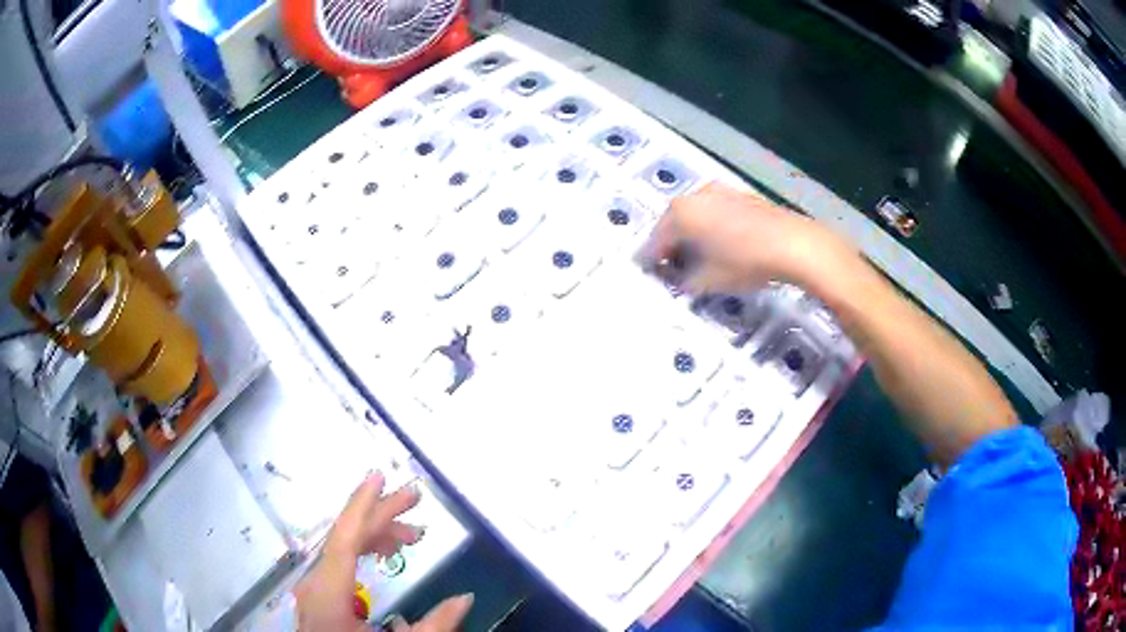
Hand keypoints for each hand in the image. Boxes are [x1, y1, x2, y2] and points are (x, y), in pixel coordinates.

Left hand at [298, 474, 476, 630]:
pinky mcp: (320, 595)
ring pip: (343, 548)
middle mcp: (317, 583)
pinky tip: (385, 554)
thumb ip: (434, 625)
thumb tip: (466, 597)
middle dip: (381, 515)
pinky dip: (364, 551)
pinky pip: (340, 562)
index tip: (380, 476)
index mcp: (330, 592)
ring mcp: (316, 588)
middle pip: (346, 537)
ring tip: (411, 534)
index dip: (362, 504)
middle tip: (415, 498)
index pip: (344, 538)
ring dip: (376, 535)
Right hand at [637, 183, 852, 294]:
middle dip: (669, 243)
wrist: (791, 243)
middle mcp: (694, 196)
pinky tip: (719, 241)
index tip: (648, 272)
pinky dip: (709, 225)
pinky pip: (713, 210)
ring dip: (689, 232)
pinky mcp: (738, 194)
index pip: (655, 241)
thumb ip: (685, 280)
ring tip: (695, 254)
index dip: (650, 260)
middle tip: (670, 264)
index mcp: (680, 215)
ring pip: (694, 214)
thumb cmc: (744, 262)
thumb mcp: (708, 281)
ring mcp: (718, 191)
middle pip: (672, 223)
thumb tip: (679, 278)